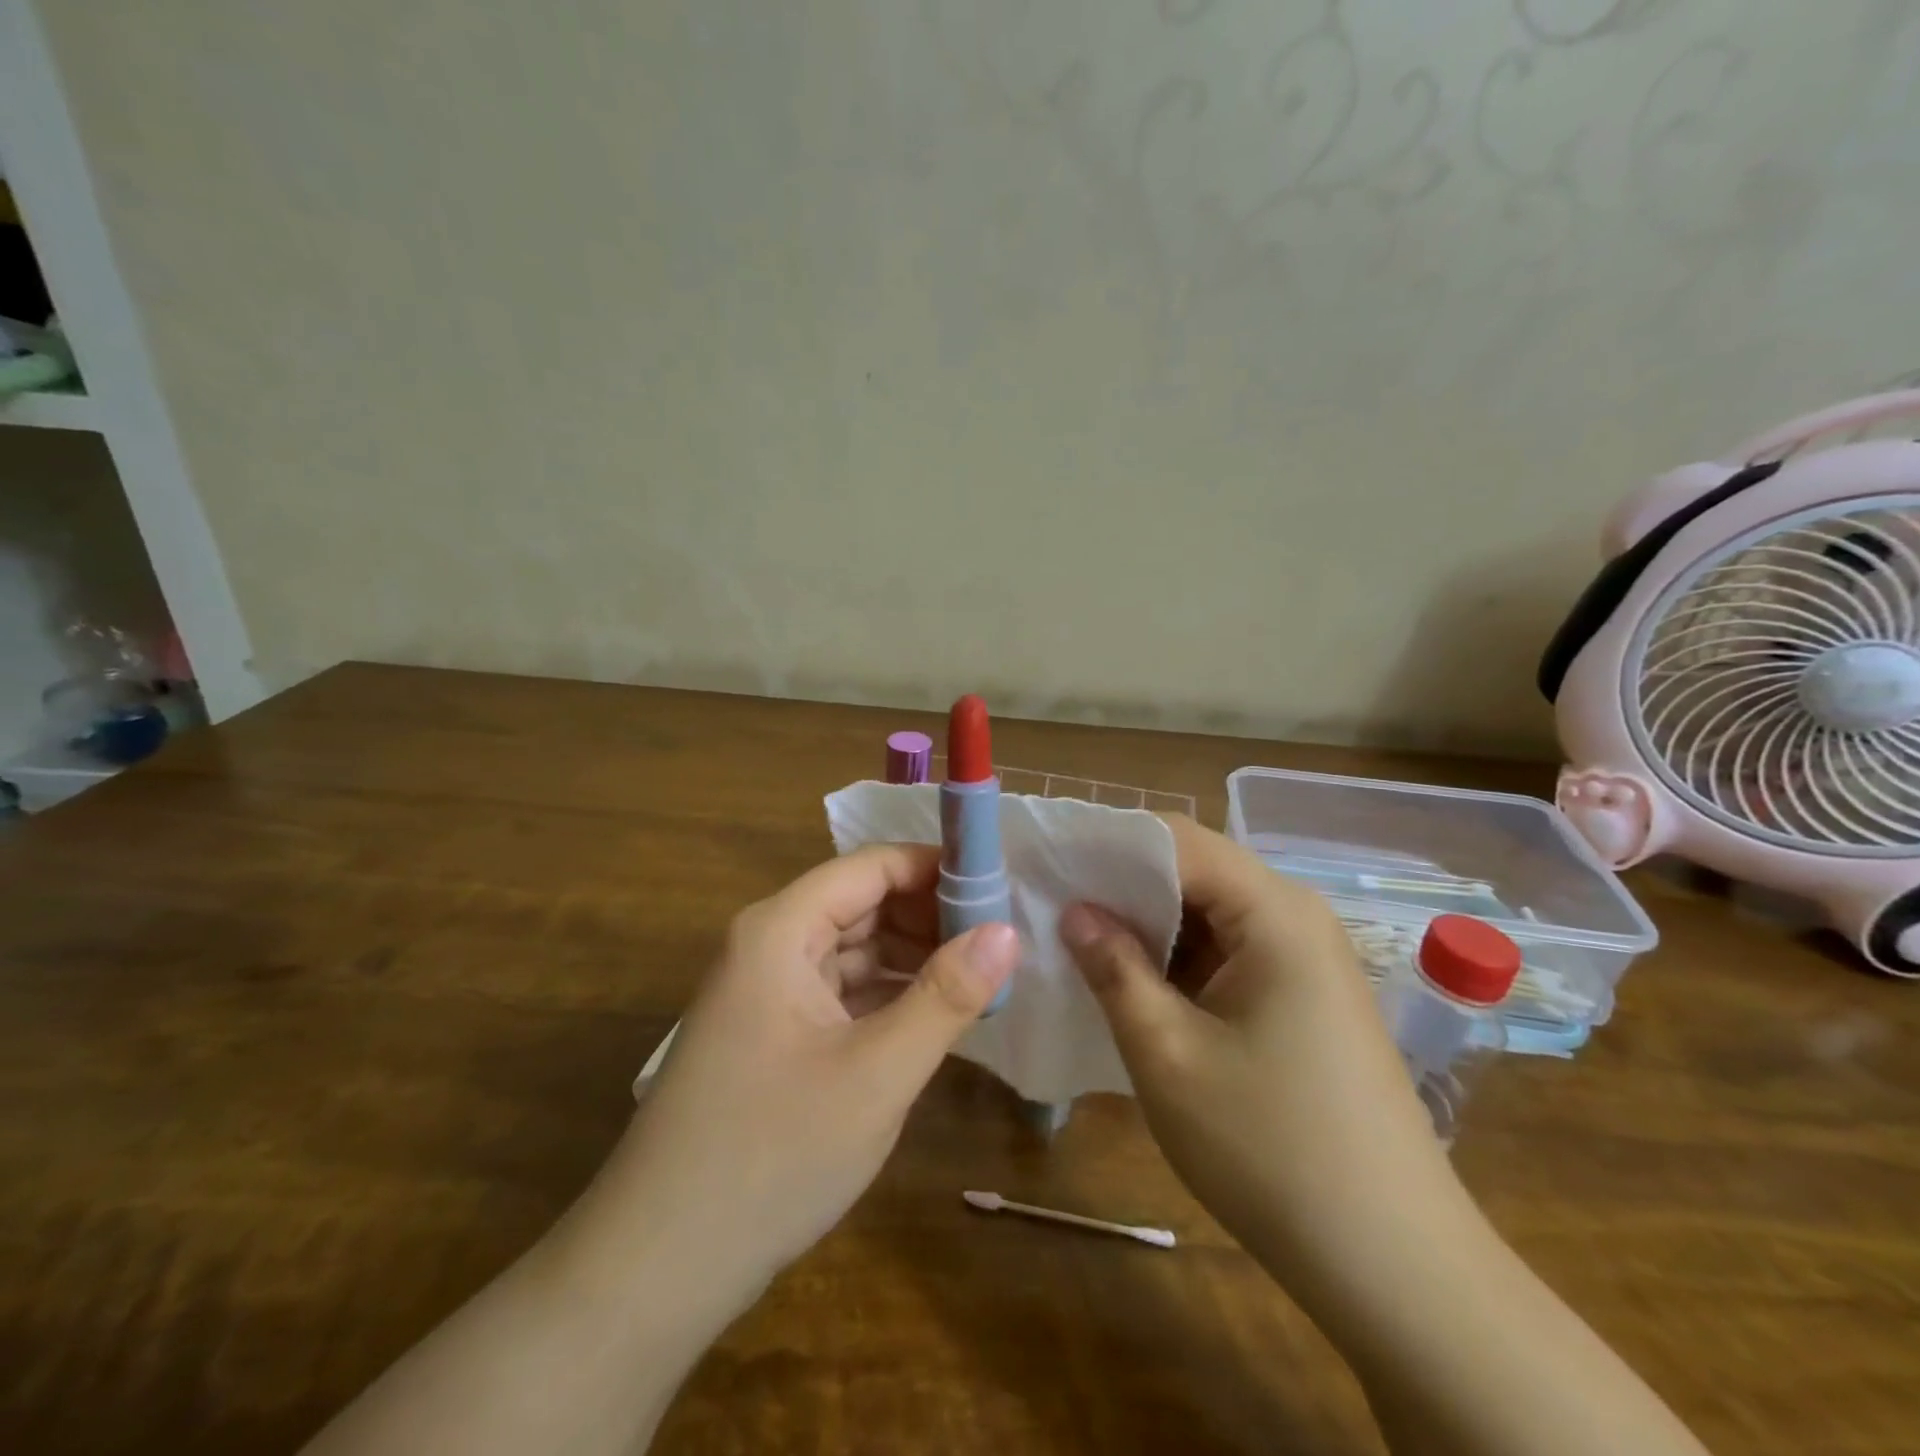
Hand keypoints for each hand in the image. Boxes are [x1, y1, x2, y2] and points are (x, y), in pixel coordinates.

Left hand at [604, 843, 1018, 1309]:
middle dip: (930, 917)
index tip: (999, 890)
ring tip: (979, 979)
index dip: (936, 869)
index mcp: (781, 930)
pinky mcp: (771, 1034)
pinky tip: (931, 1018)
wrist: (656, 1268)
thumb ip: (946, 996)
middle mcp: (768, 945)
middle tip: (1001, 943)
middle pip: (862, 903)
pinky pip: (839, 992)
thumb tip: (1007, 931)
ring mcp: (766, 991)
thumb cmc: (771, 1155)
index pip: (872, 866)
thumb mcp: (877, 1073)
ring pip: (852, 949)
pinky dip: (885, 996)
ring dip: (912, 959)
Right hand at [1059, 816, 1465, 1294]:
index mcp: (1273, 911)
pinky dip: (1177, 959)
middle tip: (1053, 906)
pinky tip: (1133, 984)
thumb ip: (1114, 968)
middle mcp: (1295, 915)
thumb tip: (1075, 910)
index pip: (1176, 839)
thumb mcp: (1168, 1054)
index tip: (1049, 865)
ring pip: (1207, 911)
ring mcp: (1304, 956)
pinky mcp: (1301, 994)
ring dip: (1147, 924)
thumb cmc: (1271, 1149)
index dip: (1108, 846)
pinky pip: (1227, 950)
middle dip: (1122, 885)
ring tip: (1079, 943)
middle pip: (1193, 869)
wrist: (1393, 1265)